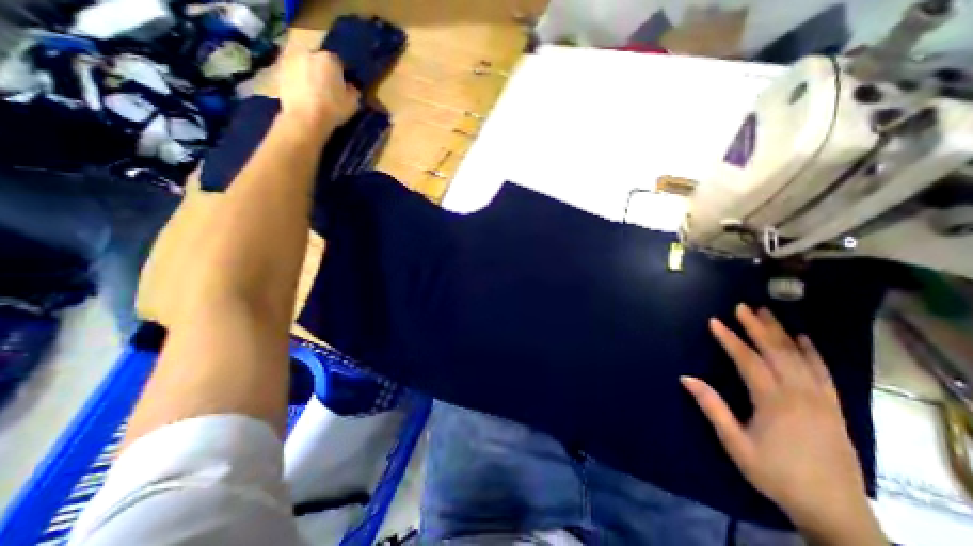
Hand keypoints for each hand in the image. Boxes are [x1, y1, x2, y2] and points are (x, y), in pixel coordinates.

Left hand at [278, 50, 359, 130]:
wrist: (306, 118)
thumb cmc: (333, 109)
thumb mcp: (353, 103)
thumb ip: (353, 91)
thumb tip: (350, 87)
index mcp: (329, 59)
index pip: (339, 63)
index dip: (342, 75)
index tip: (344, 86)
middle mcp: (309, 53)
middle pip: (319, 61)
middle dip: (324, 72)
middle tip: (329, 89)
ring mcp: (292, 60)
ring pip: (305, 66)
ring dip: (310, 75)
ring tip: (315, 93)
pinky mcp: (280, 71)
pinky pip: (293, 74)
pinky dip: (298, 81)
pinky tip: (304, 95)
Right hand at [678, 305, 886, 542]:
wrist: (834, 510)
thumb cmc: (775, 474)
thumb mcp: (735, 443)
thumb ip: (712, 407)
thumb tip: (685, 378)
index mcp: (774, 402)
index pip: (748, 360)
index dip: (730, 339)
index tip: (715, 321)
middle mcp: (800, 394)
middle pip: (776, 352)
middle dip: (757, 327)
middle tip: (742, 307)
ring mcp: (821, 400)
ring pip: (800, 357)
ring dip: (781, 333)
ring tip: (767, 313)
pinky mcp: (834, 407)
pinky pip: (824, 373)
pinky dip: (812, 352)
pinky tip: (803, 339)